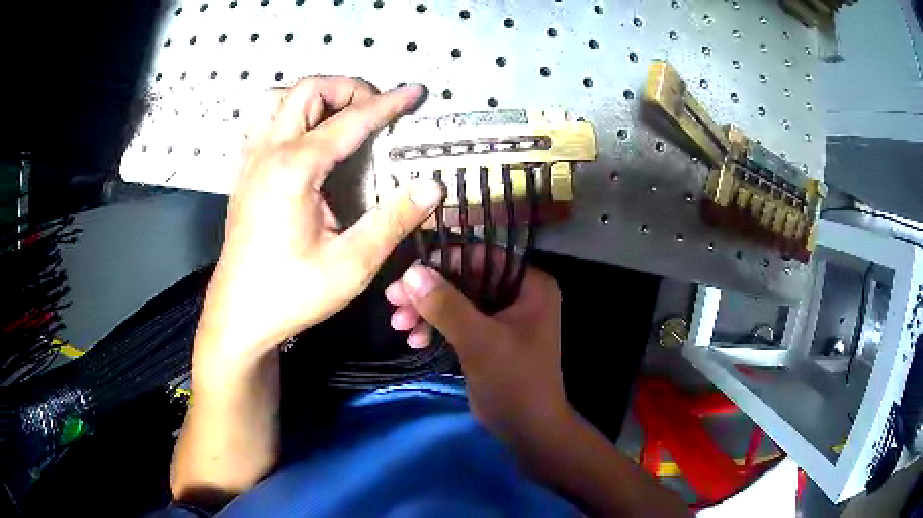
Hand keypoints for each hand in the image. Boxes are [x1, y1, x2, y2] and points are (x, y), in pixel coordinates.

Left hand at [197, 77, 444, 372]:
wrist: (239, 317)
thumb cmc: (291, 294)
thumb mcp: (352, 265)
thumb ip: (394, 220)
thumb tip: (433, 186)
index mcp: (294, 169)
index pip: (350, 120)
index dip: (388, 104)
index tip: (415, 93)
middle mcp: (268, 153)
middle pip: (306, 90)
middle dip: (347, 88)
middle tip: (375, 110)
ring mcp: (250, 161)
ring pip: (278, 99)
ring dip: (314, 97)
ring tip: (339, 117)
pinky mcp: (243, 175)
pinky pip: (263, 123)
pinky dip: (289, 114)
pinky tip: (304, 140)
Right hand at [384, 246, 570, 442]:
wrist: (528, 429)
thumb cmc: (514, 381)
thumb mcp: (479, 341)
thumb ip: (446, 304)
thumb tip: (411, 272)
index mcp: (529, 286)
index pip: (484, 256)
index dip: (446, 260)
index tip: (410, 273)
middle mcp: (518, 295)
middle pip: (465, 279)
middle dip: (428, 292)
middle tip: (392, 301)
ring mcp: (502, 317)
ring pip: (457, 301)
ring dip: (426, 311)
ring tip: (398, 325)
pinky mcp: (488, 337)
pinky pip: (457, 321)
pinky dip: (435, 328)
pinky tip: (414, 340)